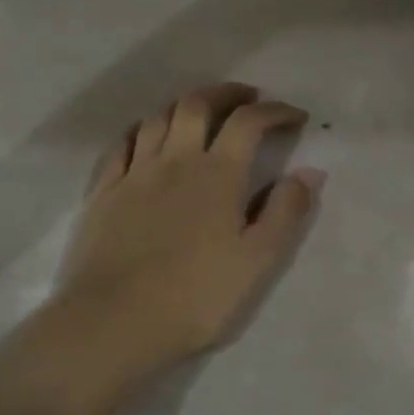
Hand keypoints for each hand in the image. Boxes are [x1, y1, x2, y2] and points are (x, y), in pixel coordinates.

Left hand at [58, 82, 324, 366]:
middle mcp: (175, 159)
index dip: (275, 111)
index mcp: (217, 173)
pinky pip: (121, 144)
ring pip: (158, 117)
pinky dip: (141, 130)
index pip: (249, 122)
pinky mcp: (103, 191)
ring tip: (199, 112)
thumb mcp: (257, 262)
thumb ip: (286, 212)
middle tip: (247, 97)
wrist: (114, 321)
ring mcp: (134, 172)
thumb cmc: (195, 297)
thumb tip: (310, 171)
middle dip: (227, 93)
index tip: (295, 116)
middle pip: (198, 104)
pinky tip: (146, 137)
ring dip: (183, 106)